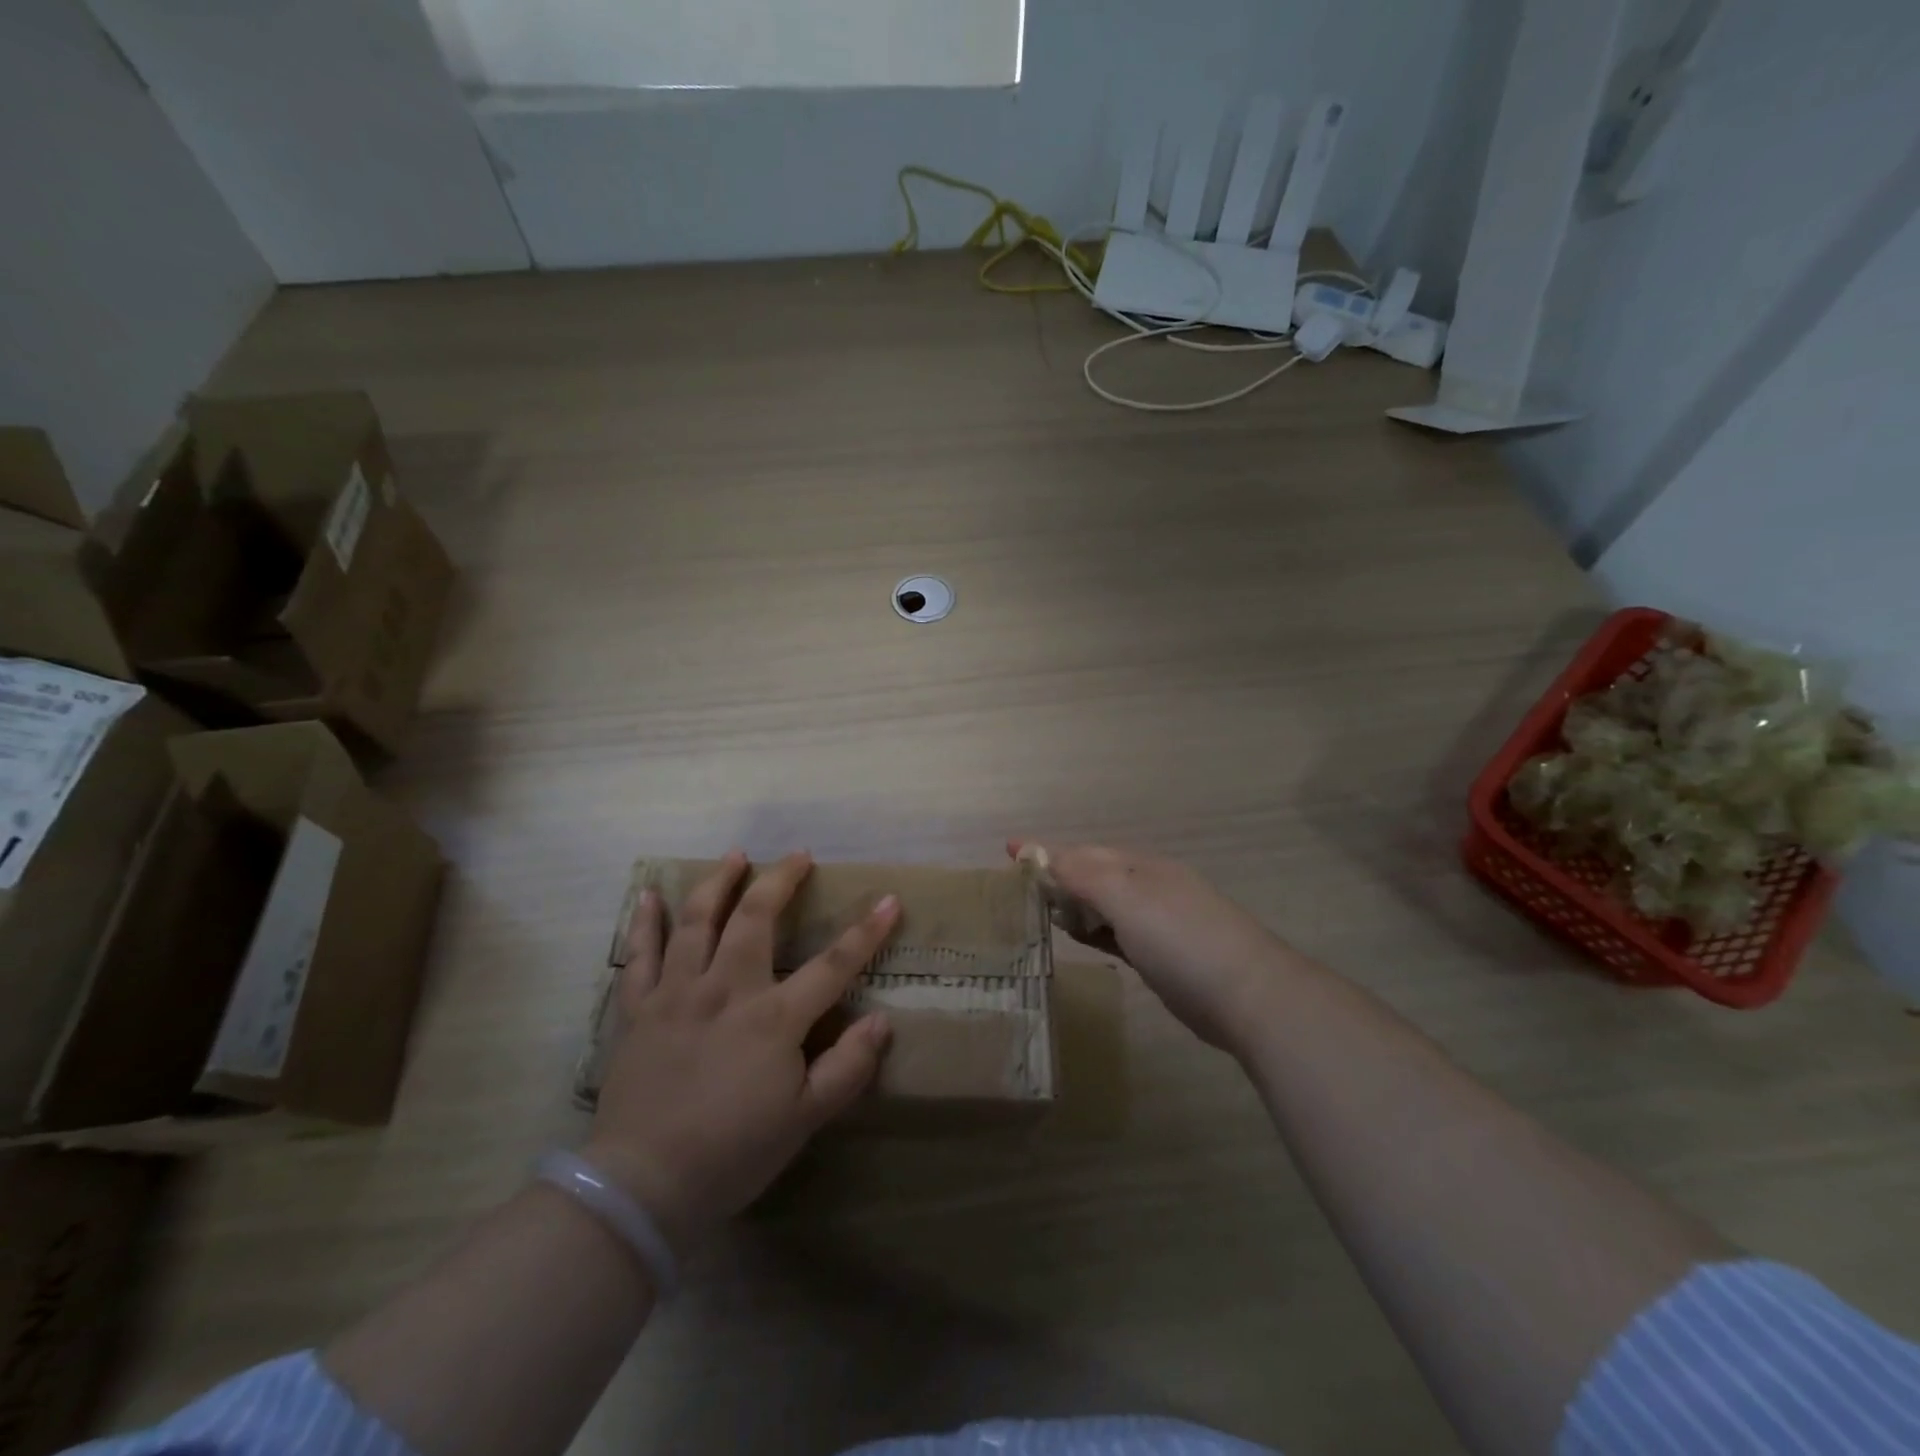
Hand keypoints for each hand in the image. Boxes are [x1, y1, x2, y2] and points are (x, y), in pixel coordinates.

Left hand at [585, 851, 897, 1247]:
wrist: (642, 1186)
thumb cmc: (733, 1153)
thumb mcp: (805, 1120)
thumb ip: (847, 1067)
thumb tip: (882, 1020)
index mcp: (773, 1018)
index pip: (833, 964)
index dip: (866, 930)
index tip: (889, 900)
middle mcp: (726, 989)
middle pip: (756, 919)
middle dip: (780, 880)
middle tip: (798, 854)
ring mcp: (678, 994)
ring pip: (699, 922)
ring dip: (718, 883)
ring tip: (735, 855)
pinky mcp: (640, 1010)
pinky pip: (640, 956)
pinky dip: (645, 923)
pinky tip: (648, 896)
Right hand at [1010, 840, 1285, 1051]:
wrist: (1248, 995)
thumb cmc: (1181, 939)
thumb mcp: (1128, 899)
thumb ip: (1085, 876)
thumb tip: (1046, 856)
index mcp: (1141, 867)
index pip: (1084, 853)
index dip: (1047, 851)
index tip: (1010, 850)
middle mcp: (1149, 887)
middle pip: (1094, 875)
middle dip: (1058, 875)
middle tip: (1020, 886)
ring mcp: (1159, 922)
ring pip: (1105, 905)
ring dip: (1074, 903)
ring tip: (1041, 910)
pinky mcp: (1162, 956)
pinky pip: (1116, 932)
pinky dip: (1093, 929)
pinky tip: (1079, 936)